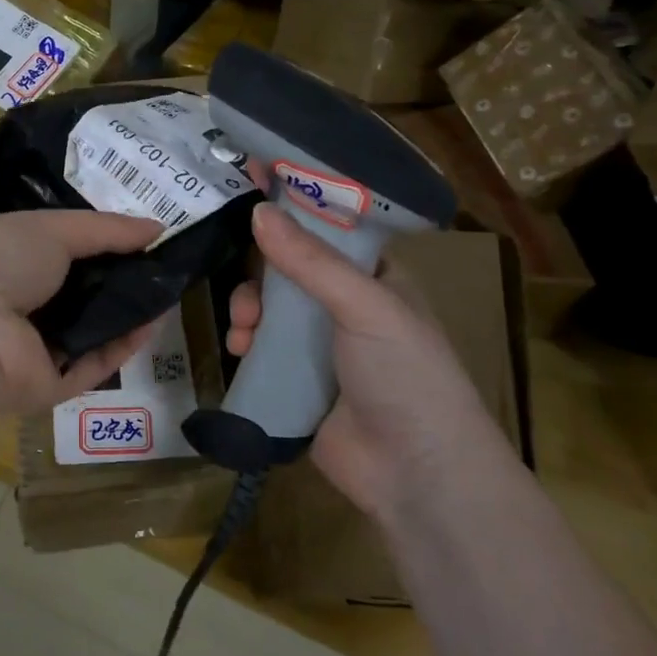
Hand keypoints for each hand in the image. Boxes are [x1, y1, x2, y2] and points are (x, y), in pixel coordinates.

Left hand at [0, 210, 163, 421]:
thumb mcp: (52, 228)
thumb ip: (106, 229)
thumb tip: (157, 227)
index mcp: (7, 258)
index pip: (58, 248)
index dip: (100, 240)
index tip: (142, 233)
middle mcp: (18, 302)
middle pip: (78, 290)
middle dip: (119, 276)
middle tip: (164, 263)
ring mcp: (32, 347)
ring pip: (90, 329)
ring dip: (127, 311)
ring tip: (169, 288)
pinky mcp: (49, 385)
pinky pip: (93, 364)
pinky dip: (123, 345)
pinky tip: (154, 321)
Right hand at [227, 203, 490, 519]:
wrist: (416, 474)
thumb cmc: (406, 375)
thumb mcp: (365, 307)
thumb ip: (310, 262)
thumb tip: (258, 211)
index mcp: (374, 278)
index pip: (329, 227)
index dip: (293, 205)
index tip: (250, 181)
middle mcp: (347, 306)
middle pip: (289, 269)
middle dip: (260, 274)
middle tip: (246, 291)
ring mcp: (322, 346)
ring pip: (270, 309)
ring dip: (249, 311)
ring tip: (243, 331)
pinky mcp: (299, 382)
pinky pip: (263, 349)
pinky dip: (247, 344)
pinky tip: (240, 352)